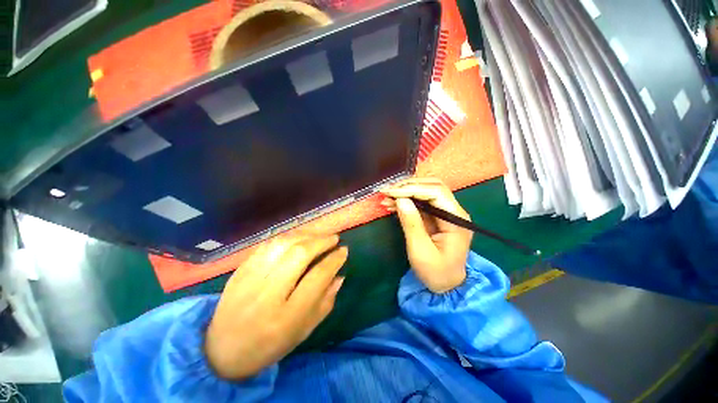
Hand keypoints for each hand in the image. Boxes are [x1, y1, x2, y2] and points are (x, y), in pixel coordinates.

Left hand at [205, 234, 346, 379]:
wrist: (222, 351)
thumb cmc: (270, 345)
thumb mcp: (304, 330)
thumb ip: (325, 301)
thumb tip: (340, 275)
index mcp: (287, 317)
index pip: (318, 277)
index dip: (334, 260)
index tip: (344, 251)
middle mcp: (267, 294)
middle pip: (300, 254)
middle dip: (322, 241)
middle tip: (334, 238)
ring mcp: (250, 279)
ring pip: (283, 244)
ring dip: (306, 235)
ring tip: (318, 236)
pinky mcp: (240, 270)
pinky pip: (268, 245)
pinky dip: (288, 237)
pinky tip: (298, 238)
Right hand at [381, 178, 472, 292]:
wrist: (447, 285)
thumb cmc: (436, 272)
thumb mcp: (421, 251)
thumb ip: (411, 224)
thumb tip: (400, 200)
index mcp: (456, 219)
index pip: (435, 192)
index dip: (411, 189)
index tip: (390, 192)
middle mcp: (454, 211)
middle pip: (432, 186)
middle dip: (408, 186)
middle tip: (387, 191)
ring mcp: (446, 212)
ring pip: (426, 190)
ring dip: (406, 191)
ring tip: (386, 197)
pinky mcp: (437, 216)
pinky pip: (421, 201)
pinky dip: (406, 200)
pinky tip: (392, 203)